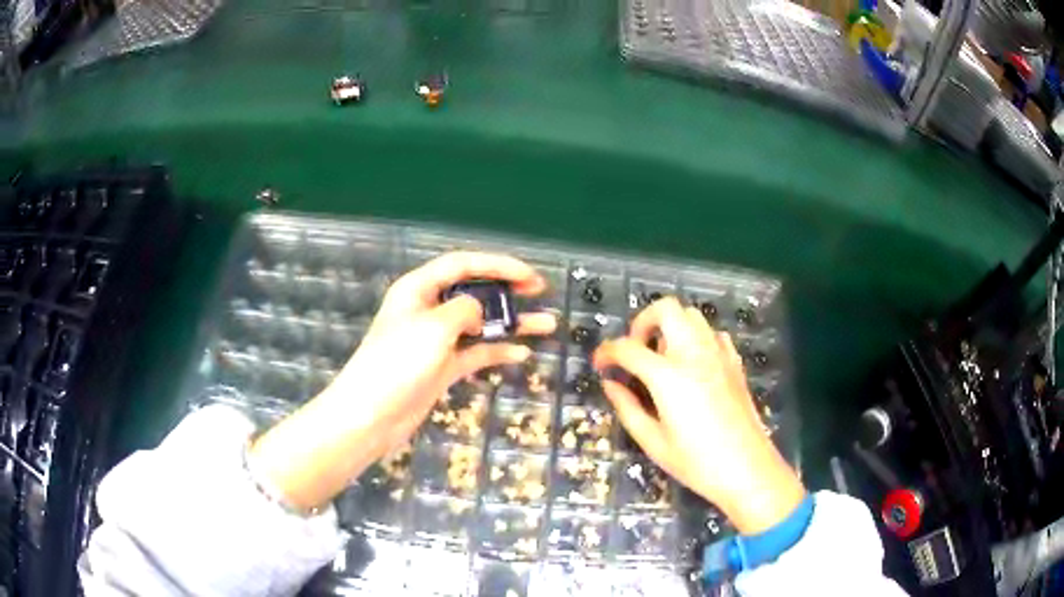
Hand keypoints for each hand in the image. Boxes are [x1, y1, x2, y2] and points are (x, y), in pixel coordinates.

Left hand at [250, 252, 556, 511]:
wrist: (372, 415)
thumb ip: (464, 310)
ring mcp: (435, 340)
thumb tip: (478, 312)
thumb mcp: (434, 327)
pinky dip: (497, 351)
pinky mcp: (442, 367)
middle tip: (538, 289)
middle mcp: (428, 309)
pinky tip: (522, 353)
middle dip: (506, 289)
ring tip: (547, 324)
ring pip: (480, 324)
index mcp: (418, 288)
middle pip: (473, 290)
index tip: (528, 274)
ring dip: (511, 323)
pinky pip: (475, 352)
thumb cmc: (398, 363)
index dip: (497, 264)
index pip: (462, 264)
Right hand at [593, 298, 804, 534]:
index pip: (628, 347)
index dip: (606, 352)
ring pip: (691, 314)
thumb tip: (611, 384)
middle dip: (642, 322)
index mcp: (668, 376)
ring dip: (670, 326)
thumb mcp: (653, 442)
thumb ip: (627, 408)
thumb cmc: (697, 462)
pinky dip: (696, 338)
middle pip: (666, 309)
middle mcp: (694, 354)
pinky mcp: (734, 362)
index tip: (600, 364)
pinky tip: (692, 364)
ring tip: (661, 356)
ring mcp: (719, 354)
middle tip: (635, 349)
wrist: (748, 469)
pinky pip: (712, 333)